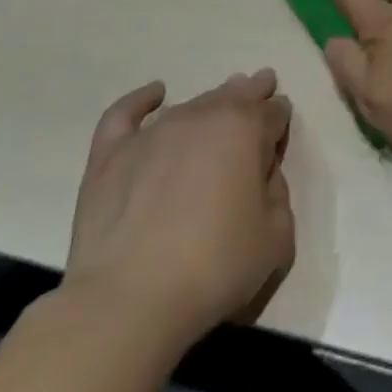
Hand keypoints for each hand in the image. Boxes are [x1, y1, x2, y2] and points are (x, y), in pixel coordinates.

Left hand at [65, 71, 293, 353]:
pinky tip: (155, 94)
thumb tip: (262, 178)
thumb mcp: (277, 237)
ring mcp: (153, 132)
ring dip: (212, 101)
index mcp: (247, 130)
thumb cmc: (214, 266)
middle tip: (260, 91)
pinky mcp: (111, 155)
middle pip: (236, 95)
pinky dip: (142, 99)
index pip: (275, 112)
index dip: (280, 123)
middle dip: (252, 93)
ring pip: (192, 103)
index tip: (279, 138)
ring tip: (219, 102)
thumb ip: (279, 196)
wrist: (127, 301)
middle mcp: (202, 117)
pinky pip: (126, 113)